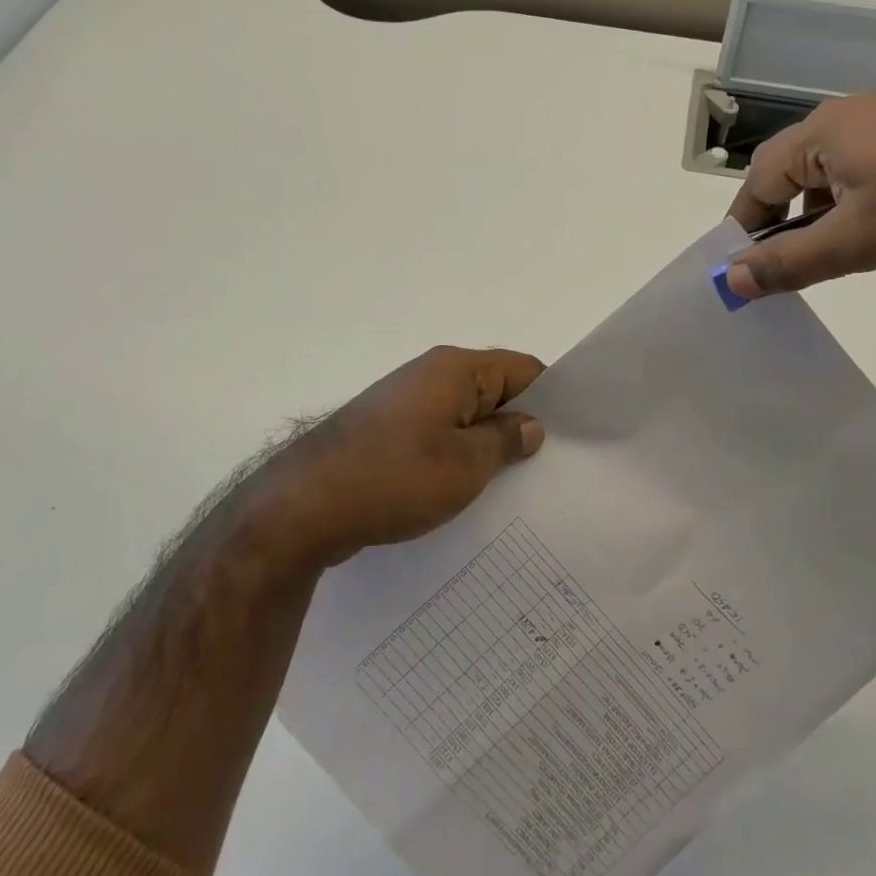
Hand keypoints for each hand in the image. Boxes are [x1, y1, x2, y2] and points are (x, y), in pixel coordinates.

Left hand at [252, 347, 546, 568]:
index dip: (550, 398)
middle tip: (549, 469)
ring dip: (486, 445)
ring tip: (514, 487)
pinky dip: (456, 457)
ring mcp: (404, 404)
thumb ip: (505, 441)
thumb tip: (530, 425)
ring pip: (464, 417)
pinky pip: (436, 436)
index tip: (571, 437)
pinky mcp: (386, 433)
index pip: (521, 369)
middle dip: (519, 425)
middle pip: (492, 391)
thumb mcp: (465, 465)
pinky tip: (468, 494)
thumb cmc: (394, 477)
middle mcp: (430, 375)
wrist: (303, 506)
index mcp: (455, 369)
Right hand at [724, 94, 875, 297]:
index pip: (757, 183)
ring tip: (835, 252)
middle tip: (787, 265)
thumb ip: (789, 261)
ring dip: (818, 212)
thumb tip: (730, 281)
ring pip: (828, 172)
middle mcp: (844, 117)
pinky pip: (863, 166)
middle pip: (789, 173)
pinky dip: (853, 199)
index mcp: (818, 133)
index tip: (744, 268)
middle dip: (781, 220)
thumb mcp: (856, 240)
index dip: (745, 228)